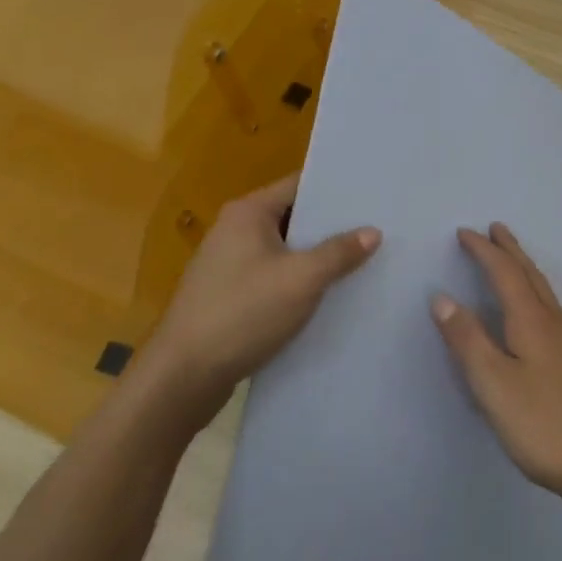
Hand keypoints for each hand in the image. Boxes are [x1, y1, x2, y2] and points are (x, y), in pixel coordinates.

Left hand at [140, 174, 379, 409]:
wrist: (184, 375)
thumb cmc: (244, 313)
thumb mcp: (302, 280)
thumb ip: (339, 252)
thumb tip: (373, 231)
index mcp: (248, 213)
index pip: (299, 185)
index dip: (336, 189)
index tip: (372, 195)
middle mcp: (234, 230)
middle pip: (293, 217)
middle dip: (332, 225)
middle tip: (377, 228)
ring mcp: (229, 264)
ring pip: (285, 249)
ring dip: (317, 256)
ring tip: (362, 260)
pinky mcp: (230, 295)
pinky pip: (274, 276)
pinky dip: (299, 280)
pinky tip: (328, 294)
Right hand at [430, 223, 561, 507]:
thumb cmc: (545, 424)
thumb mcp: (494, 385)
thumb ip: (468, 340)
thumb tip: (442, 297)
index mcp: (532, 321)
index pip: (504, 273)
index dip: (483, 251)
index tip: (464, 232)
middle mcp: (555, 322)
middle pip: (530, 274)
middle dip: (509, 250)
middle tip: (494, 228)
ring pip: (543, 290)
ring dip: (523, 268)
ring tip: (511, 258)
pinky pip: (550, 307)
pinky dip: (534, 291)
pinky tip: (535, 309)